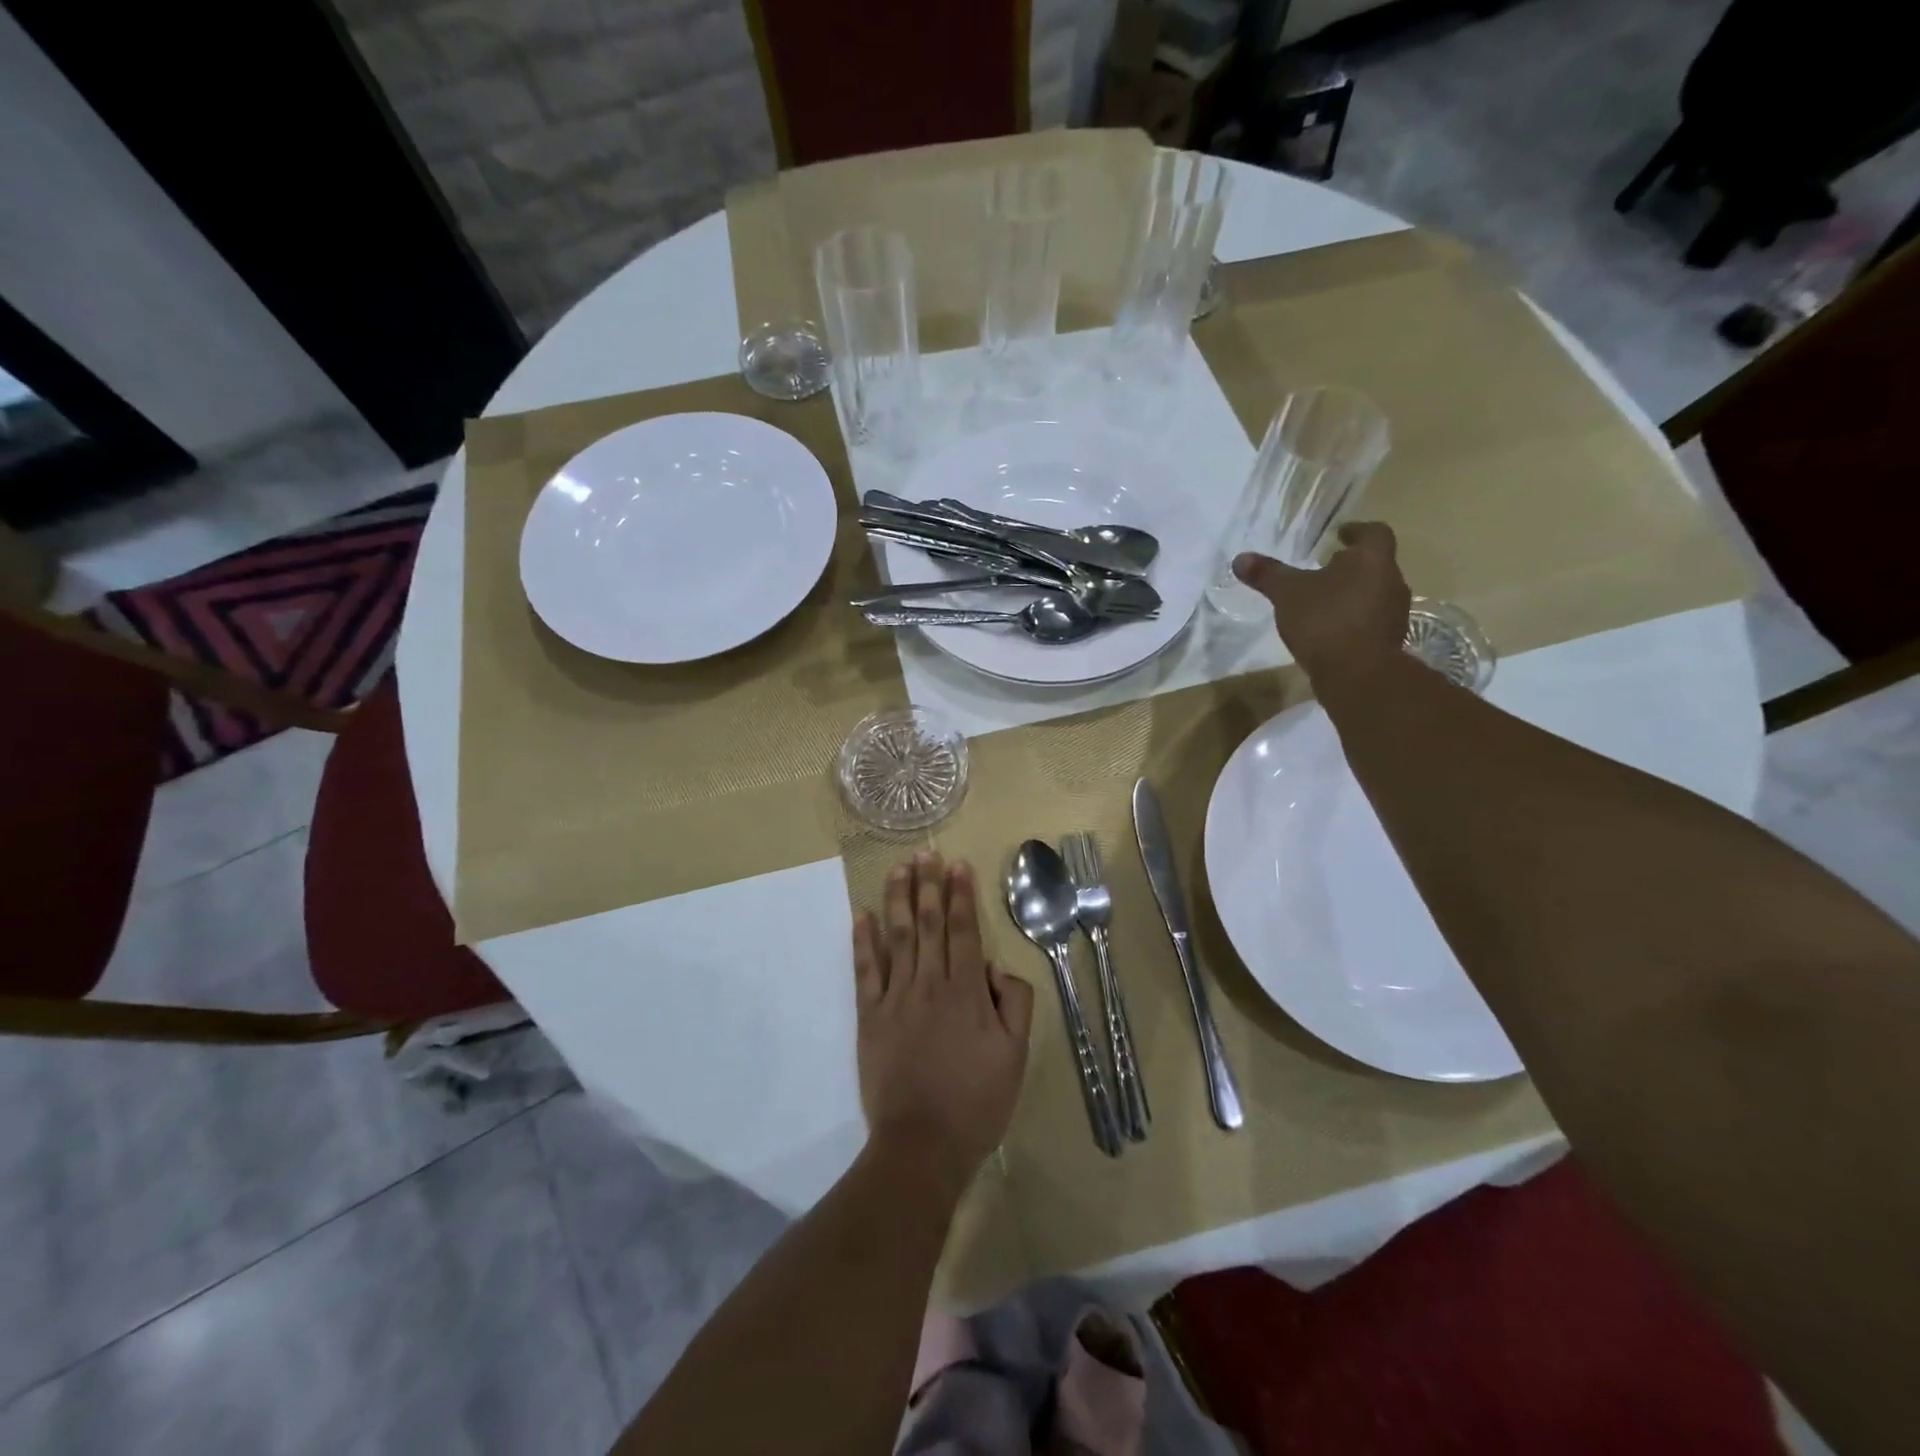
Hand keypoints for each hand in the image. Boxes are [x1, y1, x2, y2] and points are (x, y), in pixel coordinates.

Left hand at [853, 852, 1033, 1192]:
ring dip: (898, 899)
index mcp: (968, 992)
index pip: (964, 931)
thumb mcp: (1016, 1056)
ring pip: (897, 937)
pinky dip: (864, 941)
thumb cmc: (976, 1101)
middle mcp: (930, 983)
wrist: (922, 1144)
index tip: (958, 865)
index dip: (961, 895)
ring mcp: (896, 997)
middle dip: (929, 885)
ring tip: (899, 868)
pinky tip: (864, 915)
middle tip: (926, 852)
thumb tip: (998, 968)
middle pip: (929, 924)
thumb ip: (1015, 1004)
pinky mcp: (870, 1016)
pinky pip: (866, 970)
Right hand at [1234, 521, 1411, 693]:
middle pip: (1374, 564)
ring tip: (1323, 601)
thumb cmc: (1325, 621)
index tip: (1340, 535)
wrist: (1357, 674)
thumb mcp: (1288, 594)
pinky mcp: (1388, 640)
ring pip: (1373, 593)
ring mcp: (1393, 613)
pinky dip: (1352, 618)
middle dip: (1350, 565)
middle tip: (1325, 568)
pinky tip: (1329, 630)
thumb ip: (1267, 574)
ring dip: (1352, 593)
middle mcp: (1391, 580)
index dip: (1356, 531)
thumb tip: (1240, 558)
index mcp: (1372, 559)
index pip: (1373, 533)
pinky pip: (1369, 620)